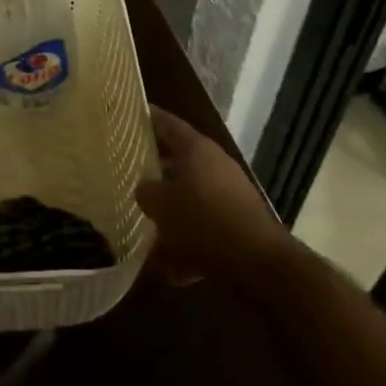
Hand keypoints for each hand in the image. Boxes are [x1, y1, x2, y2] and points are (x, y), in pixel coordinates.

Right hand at [135, 107, 290, 283]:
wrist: (257, 260)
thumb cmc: (203, 219)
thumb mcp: (161, 205)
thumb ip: (146, 191)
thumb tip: (144, 189)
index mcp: (195, 148)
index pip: (166, 122)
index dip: (147, 118)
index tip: (128, 116)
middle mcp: (214, 163)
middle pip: (179, 161)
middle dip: (156, 173)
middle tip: (131, 177)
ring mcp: (230, 193)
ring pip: (192, 198)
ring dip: (172, 215)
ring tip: (148, 233)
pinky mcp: (239, 223)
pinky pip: (206, 228)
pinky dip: (189, 244)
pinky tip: (172, 269)